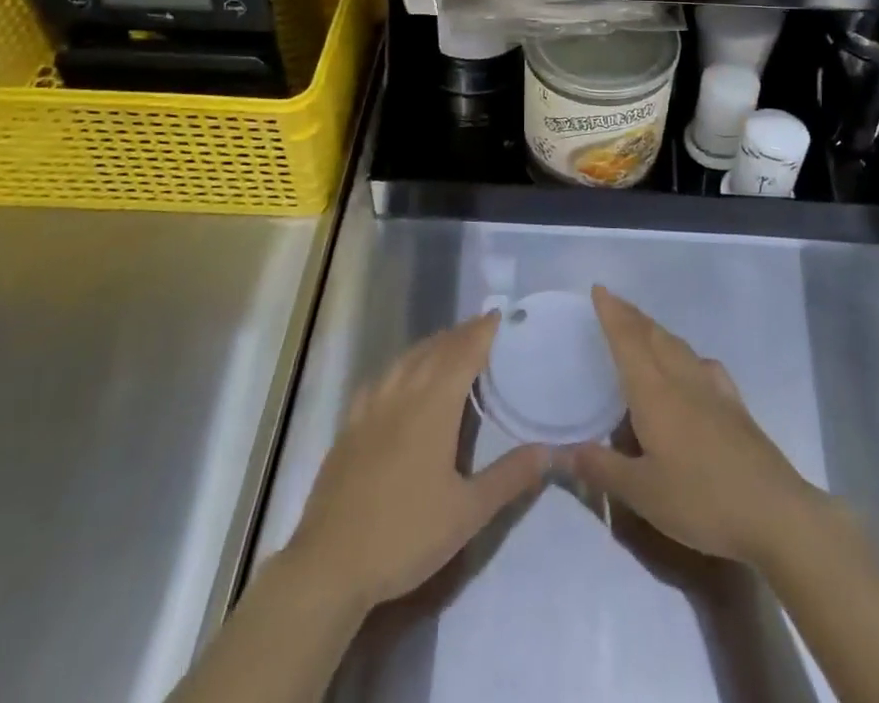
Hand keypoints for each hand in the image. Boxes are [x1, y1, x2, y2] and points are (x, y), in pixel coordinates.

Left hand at [285, 313, 549, 611]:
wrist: (330, 564)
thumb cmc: (405, 535)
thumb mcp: (467, 513)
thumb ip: (509, 477)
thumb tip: (548, 450)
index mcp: (434, 406)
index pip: (464, 353)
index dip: (482, 331)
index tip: (500, 314)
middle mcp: (402, 394)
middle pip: (435, 350)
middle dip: (460, 335)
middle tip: (482, 328)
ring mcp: (371, 407)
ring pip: (406, 360)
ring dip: (431, 346)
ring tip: (448, 344)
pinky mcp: (349, 426)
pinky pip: (380, 379)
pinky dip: (400, 367)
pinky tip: (399, 378)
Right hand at [568, 286, 829, 567]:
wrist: (774, 512)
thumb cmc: (701, 500)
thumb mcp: (643, 493)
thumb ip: (602, 468)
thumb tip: (564, 450)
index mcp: (654, 392)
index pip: (627, 341)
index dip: (612, 313)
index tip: (599, 289)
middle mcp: (681, 379)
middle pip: (653, 335)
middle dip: (632, 316)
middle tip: (614, 304)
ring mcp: (713, 389)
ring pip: (679, 346)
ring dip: (656, 331)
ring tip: (644, 330)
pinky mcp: (735, 406)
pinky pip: (704, 366)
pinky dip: (688, 356)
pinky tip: (693, 367)